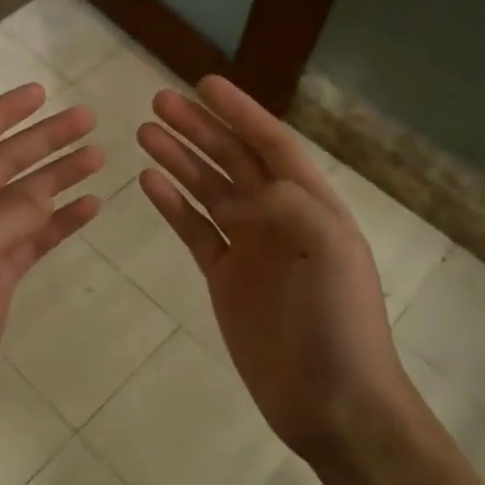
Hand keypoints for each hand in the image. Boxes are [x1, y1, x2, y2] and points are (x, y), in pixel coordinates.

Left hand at [0, 84, 102, 462]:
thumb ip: (6, 215)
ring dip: (57, 177)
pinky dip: (60, 223)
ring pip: (23, 201)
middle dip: (43, 140)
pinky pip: (32, 241)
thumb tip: (45, 190)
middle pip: (2, 165)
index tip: (40, 92)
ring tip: (98, 157)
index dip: (1, 113)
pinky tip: (90, 207)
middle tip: (88, 120)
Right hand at [137, 75, 401, 469]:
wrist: (332, 400)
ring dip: (179, 160)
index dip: (239, 112)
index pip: (270, 143)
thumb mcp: (330, 251)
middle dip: (198, 128)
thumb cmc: (339, 321)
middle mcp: (278, 216)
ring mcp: (249, 247)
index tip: (204, 84)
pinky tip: (149, 183)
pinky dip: (172, 205)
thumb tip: (246, 190)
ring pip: (207, 190)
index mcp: (310, 203)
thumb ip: (289, 205)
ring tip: (145, 133)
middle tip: (158, 101)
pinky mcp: (224, 277)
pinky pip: (194, 231)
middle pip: (232, 160)